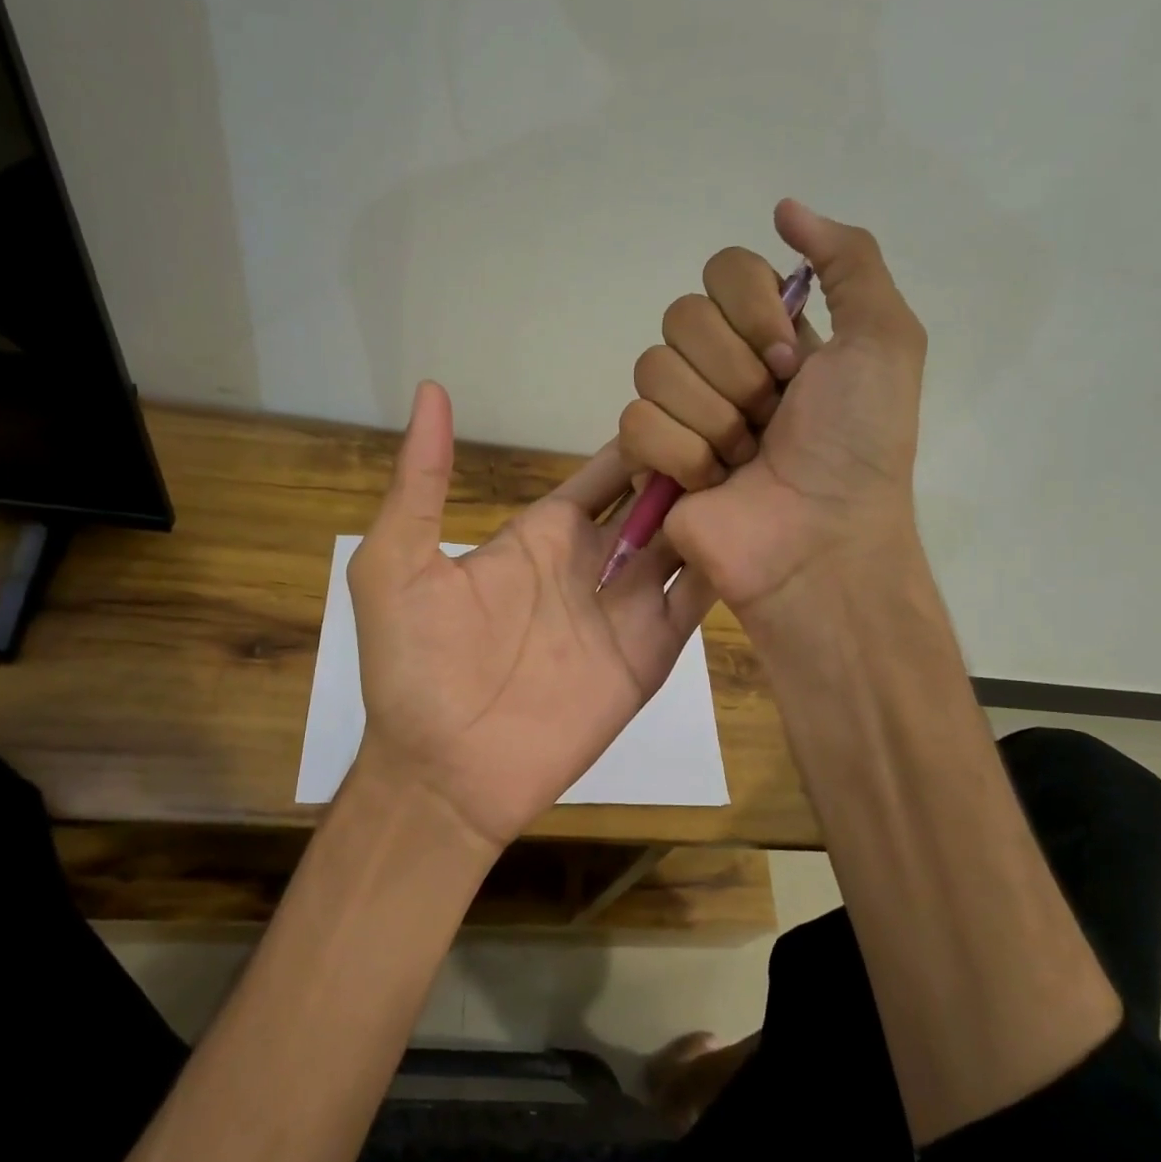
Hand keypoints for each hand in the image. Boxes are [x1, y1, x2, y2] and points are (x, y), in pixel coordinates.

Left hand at [347, 381, 714, 849]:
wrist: (444, 772)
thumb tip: (431, 390)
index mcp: (543, 535)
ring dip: (717, 510)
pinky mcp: (649, 655)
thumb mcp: (397, 563)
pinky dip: (726, 569)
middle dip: (692, 467)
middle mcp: (592, 564)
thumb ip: (422, 480)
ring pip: (686, 545)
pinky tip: (760, 532)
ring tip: (763, 467)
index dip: (641, 440)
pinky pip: (696, 603)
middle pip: (655, 501)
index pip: (606, 473)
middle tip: (742, 425)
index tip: (686, 401)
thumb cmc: (415, 666)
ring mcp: (625, 610)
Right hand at [616, 200, 925, 627]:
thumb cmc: (858, 445)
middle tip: (771, 419)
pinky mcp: (649, 459)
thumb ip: (849, 259)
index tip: (791, 361)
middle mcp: (719, 364)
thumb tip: (784, 208)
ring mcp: (680, 412)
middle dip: (736, 373)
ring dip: (713, 419)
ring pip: (652, 367)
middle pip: (681, 316)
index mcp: (768, 332)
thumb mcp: (885, 340)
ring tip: (744, 458)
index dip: (755, 311)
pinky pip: (636, 423)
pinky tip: (712, 482)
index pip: (723, 270)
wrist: (821, 538)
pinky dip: (682, 455)